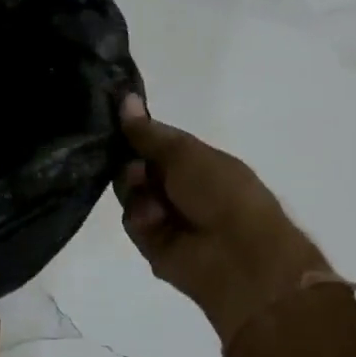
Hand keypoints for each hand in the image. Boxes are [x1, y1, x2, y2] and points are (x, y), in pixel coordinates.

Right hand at [115, 94, 331, 344]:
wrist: (240, 258)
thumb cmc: (222, 192)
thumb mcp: (185, 152)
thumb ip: (148, 132)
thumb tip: (124, 98)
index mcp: (197, 162)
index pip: (156, 142)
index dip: (137, 133)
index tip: (115, 122)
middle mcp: (181, 187)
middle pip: (137, 166)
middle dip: (131, 162)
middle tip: (136, 167)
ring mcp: (167, 216)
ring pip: (130, 193)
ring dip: (135, 189)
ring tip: (150, 197)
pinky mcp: (154, 245)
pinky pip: (132, 221)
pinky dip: (140, 217)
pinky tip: (154, 219)